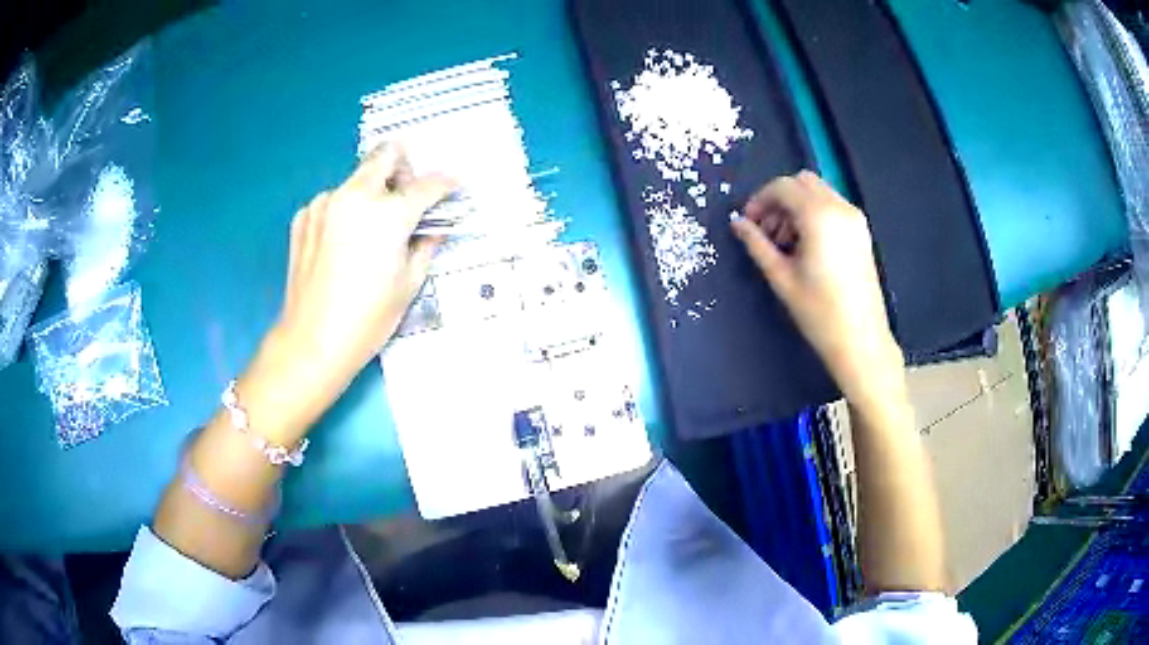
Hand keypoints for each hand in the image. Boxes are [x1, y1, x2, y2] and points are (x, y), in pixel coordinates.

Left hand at [238, 143, 454, 441]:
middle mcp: (354, 195)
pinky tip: (342, 245)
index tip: (453, 187)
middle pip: (387, 155)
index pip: (428, 184)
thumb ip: (427, 244)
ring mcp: (324, 203)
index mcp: (388, 213)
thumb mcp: (409, 283)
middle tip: (407, 197)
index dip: (446, 183)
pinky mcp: (304, 216)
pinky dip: (345, 212)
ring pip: (357, 179)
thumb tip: (437, 226)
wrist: (311, 341)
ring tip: (369, 232)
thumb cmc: (367, 319)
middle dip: (405, 168)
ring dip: (371, 194)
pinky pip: (333, 201)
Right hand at [731, 171, 903, 404]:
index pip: (783, 187)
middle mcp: (840, 208)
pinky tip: (805, 246)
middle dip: (779, 199)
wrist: (861, 340)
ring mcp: (854, 219)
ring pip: (817, 192)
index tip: (748, 223)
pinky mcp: (861, 232)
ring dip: (796, 206)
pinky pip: (831, 206)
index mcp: (819, 215)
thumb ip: (757, 244)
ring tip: (784, 243)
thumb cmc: (818, 312)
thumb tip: (737, 223)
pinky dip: (813, 214)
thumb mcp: (781, 277)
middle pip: (802, 182)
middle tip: (765, 231)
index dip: (760, 200)